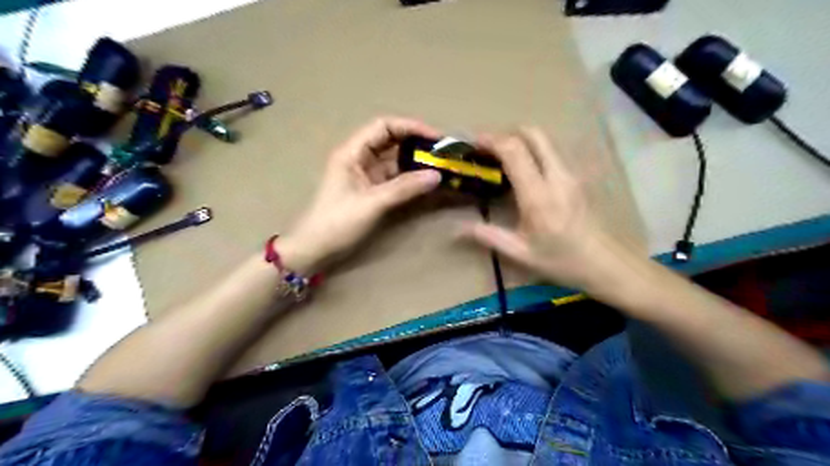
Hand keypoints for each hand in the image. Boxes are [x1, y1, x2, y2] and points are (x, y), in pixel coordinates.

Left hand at [278, 119, 443, 274]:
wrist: (316, 248)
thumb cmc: (337, 223)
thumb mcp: (372, 204)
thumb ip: (404, 188)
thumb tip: (437, 176)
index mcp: (352, 152)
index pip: (384, 126)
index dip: (411, 127)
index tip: (436, 138)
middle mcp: (359, 158)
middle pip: (391, 141)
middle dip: (416, 143)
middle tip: (442, 152)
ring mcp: (365, 174)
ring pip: (394, 159)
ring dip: (415, 161)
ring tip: (440, 165)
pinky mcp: (371, 189)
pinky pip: (394, 177)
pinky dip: (410, 177)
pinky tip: (426, 181)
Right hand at [465, 128, 636, 295]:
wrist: (605, 264)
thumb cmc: (561, 260)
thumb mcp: (520, 253)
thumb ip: (488, 236)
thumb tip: (457, 229)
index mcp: (538, 195)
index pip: (514, 151)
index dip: (492, 140)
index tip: (474, 143)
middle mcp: (556, 176)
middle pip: (533, 135)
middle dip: (507, 134)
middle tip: (488, 150)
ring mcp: (570, 174)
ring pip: (544, 141)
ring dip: (521, 141)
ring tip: (502, 159)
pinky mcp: (576, 178)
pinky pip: (551, 153)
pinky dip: (533, 151)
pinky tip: (523, 173)